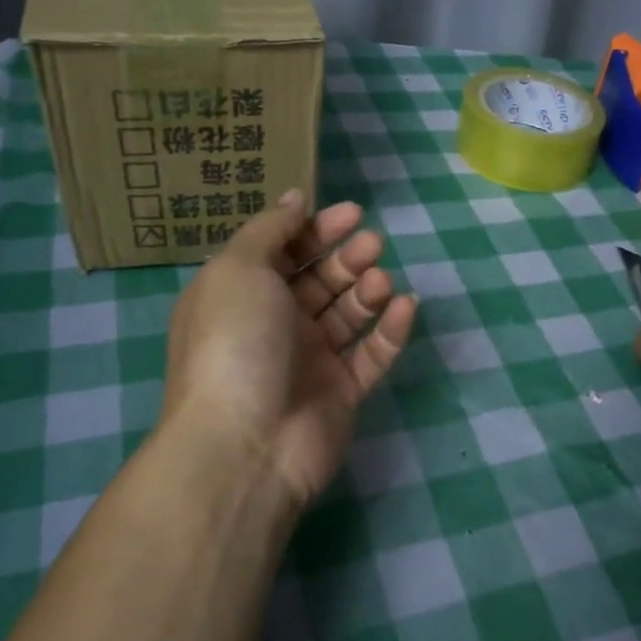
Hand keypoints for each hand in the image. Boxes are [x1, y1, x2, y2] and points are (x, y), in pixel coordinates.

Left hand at [161, 190, 417, 506]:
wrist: (245, 444)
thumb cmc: (235, 342)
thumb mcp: (238, 269)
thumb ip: (269, 229)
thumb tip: (294, 197)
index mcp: (243, 294)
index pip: (283, 251)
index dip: (315, 228)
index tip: (349, 212)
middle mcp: (275, 324)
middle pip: (319, 279)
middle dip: (346, 256)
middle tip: (371, 242)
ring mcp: (310, 360)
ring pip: (348, 313)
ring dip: (367, 289)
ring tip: (378, 280)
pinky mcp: (342, 391)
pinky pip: (372, 353)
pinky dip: (390, 329)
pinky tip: (405, 306)